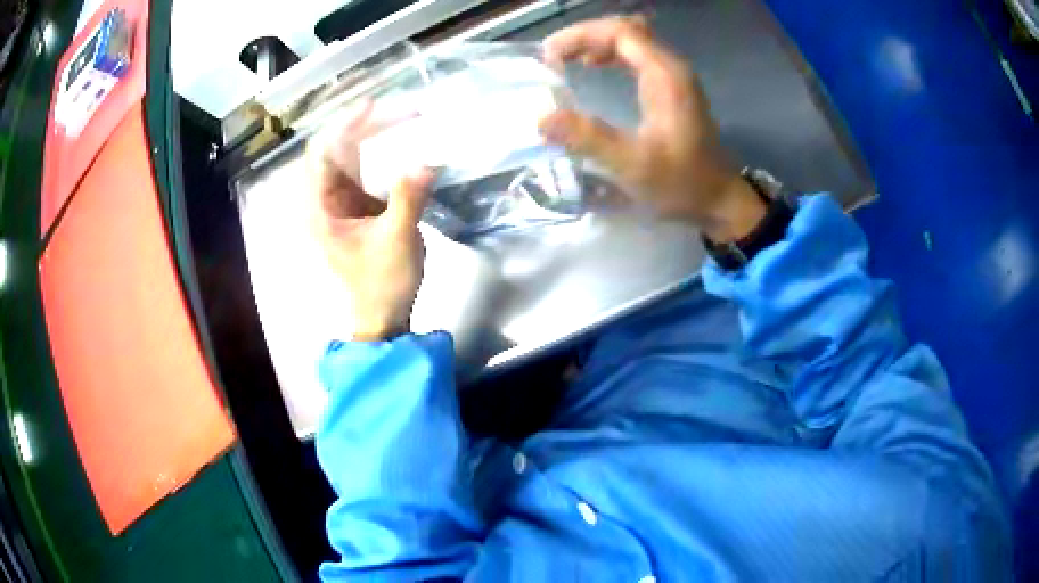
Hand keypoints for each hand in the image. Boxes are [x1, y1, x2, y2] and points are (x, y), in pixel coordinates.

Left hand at [309, 103, 434, 340]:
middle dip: (368, 127)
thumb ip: (408, 199)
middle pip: (338, 150)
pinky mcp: (359, 208)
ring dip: (377, 138)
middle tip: (406, 112)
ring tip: (409, 120)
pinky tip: (406, 145)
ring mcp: (341, 203)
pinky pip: (367, 171)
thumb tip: (427, 161)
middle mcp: (325, 200)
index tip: (373, 107)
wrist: (383, 315)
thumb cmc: (382, 283)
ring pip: (353, 158)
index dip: (344, 126)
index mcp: (320, 208)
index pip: (322, 154)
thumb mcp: (396, 241)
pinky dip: (385, 156)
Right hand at [539, 17, 765, 241]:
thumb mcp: (633, 165)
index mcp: (665, 75)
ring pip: (631, 41)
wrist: (719, 201)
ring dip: (596, 44)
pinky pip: (637, 56)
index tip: (549, 56)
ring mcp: (674, 76)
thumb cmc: (681, 183)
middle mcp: (671, 67)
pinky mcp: (672, 88)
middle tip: (553, 57)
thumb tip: (542, 118)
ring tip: (567, 61)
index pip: (619, 32)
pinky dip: (611, 56)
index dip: (581, 36)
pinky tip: (594, 69)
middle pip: (624, 30)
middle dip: (585, 36)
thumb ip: (589, 139)